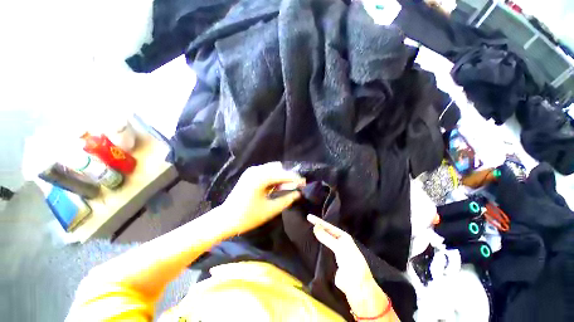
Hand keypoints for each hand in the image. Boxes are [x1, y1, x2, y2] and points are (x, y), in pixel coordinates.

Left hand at [221, 162, 305, 234]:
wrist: (226, 218)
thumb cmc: (248, 216)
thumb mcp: (270, 209)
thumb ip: (286, 200)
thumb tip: (298, 194)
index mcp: (261, 178)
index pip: (283, 175)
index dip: (295, 178)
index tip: (304, 183)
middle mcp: (256, 170)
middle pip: (278, 169)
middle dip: (288, 177)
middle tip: (294, 188)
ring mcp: (251, 171)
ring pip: (272, 169)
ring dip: (280, 176)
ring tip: (284, 188)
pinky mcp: (249, 174)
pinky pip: (266, 172)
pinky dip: (273, 177)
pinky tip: (274, 187)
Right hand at [308, 215, 395, 320]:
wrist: (356, 285)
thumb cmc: (351, 262)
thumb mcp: (339, 247)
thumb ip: (326, 237)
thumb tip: (315, 226)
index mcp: (344, 237)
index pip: (329, 226)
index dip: (319, 221)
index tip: (308, 216)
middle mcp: (340, 242)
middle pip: (327, 232)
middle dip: (318, 226)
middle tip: (307, 220)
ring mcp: (336, 251)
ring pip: (325, 241)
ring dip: (318, 235)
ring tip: (308, 229)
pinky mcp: (332, 261)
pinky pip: (323, 250)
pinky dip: (318, 246)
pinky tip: (312, 243)